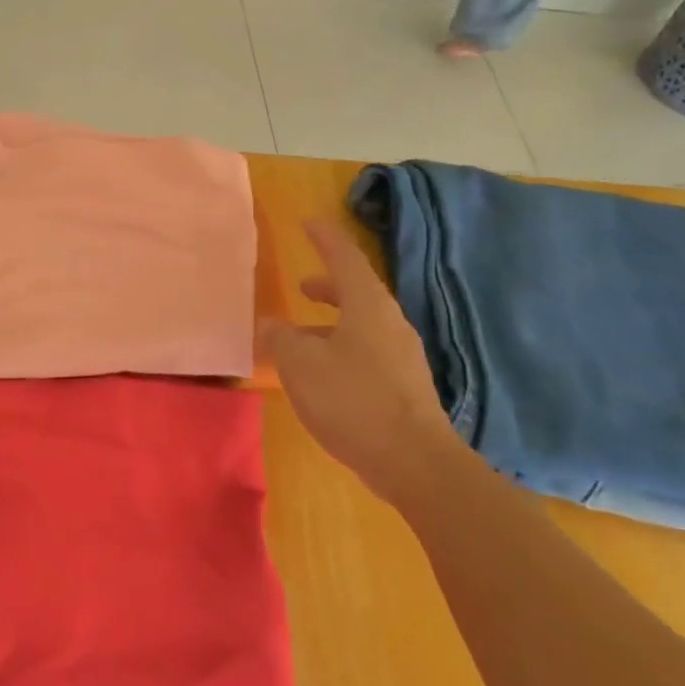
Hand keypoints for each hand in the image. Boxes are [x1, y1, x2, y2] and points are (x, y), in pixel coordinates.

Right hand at [259, 218, 467, 511]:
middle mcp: (390, 323)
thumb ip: (281, 338)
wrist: (414, 461)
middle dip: (329, 285)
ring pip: (363, 324)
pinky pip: (369, 351)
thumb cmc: (352, 400)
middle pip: (358, 291)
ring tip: (303, 337)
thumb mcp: (301, 365)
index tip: (309, 224)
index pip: (345, 258)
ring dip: (333, 322)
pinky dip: (343, 347)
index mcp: (368, 306)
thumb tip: (271, 324)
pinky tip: (325, 374)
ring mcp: (402, 355)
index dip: (325, 239)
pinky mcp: (406, 385)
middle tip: (303, 286)